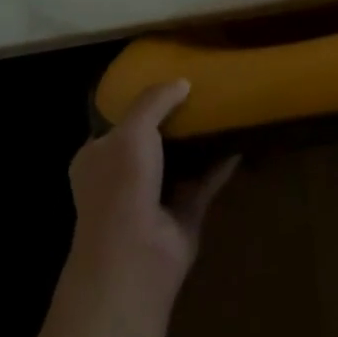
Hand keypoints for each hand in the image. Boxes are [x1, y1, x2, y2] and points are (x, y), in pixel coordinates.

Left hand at [67, 80, 237, 303]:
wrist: (135, 256)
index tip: (167, 80)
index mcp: (97, 157)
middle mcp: (122, 177)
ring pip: (179, 162)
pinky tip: (240, 142)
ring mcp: (152, 198)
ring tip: (223, 109)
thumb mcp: (132, 130)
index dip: (139, 102)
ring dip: (199, 142)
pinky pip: (204, 182)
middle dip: (174, 120)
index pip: (116, 124)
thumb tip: (182, 82)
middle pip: (151, 141)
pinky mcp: (182, 215)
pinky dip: (220, 165)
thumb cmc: (121, 185)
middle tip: (201, 91)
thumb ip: (155, 101)